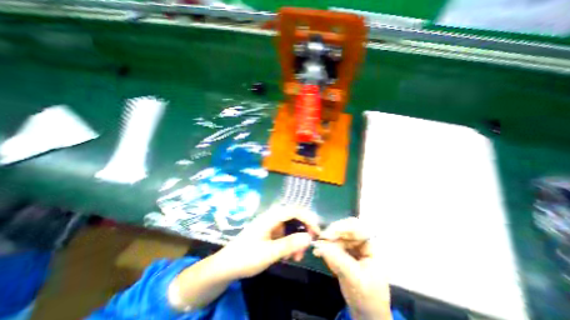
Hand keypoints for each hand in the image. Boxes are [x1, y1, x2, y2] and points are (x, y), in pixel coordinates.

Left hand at [218, 206, 319, 277]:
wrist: (226, 266)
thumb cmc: (246, 257)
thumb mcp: (269, 253)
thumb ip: (289, 244)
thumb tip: (309, 237)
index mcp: (271, 217)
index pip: (294, 211)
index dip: (308, 219)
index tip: (317, 233)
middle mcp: (272, 218)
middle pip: (293, 218)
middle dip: (303, 231)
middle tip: (307, 247)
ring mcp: (270, 225)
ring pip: (290, 228)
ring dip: (296, 240)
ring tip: (296, 257)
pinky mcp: (269, 233)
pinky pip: (284, 235)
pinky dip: (289, 244)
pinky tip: (288, 256)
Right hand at [314, 217, 394, 318]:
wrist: (367, 315)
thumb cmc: (368, 297)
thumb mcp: (355, 278)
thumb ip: (338, 260)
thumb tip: (320, 245)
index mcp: (369, 246)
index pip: (356, 228)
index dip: (342, 228)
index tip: (328, 235)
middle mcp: (360, 244)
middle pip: (344, 230)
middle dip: (331, 234)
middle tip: (320, 240)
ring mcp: (351, 248)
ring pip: (336, 237)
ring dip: (326, 242)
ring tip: (317, 250)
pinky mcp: (343, 254)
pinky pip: (333, 246)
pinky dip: (325, 248)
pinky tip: (318, 252)